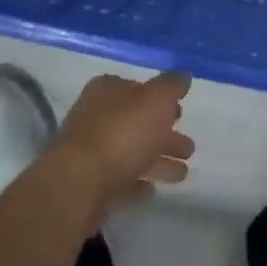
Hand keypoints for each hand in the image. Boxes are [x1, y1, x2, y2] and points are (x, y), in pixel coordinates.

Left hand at [45, 71, 194, 214]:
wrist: (77, 185)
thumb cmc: (121, 133)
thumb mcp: (156, 100)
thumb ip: (171, 86)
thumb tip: (184, 75)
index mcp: (107, 90)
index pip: (137, 88)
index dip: (160, 99)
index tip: (180, 112)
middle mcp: (95, 116)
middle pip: (136, 122)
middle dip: (164, 133)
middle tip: (190, 147)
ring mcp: (89, 152)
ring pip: (131, 152)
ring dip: (157, 160)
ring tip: (183, 173)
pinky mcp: (88, 184)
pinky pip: (119, 180)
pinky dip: (136, 182)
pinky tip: (151, 190)